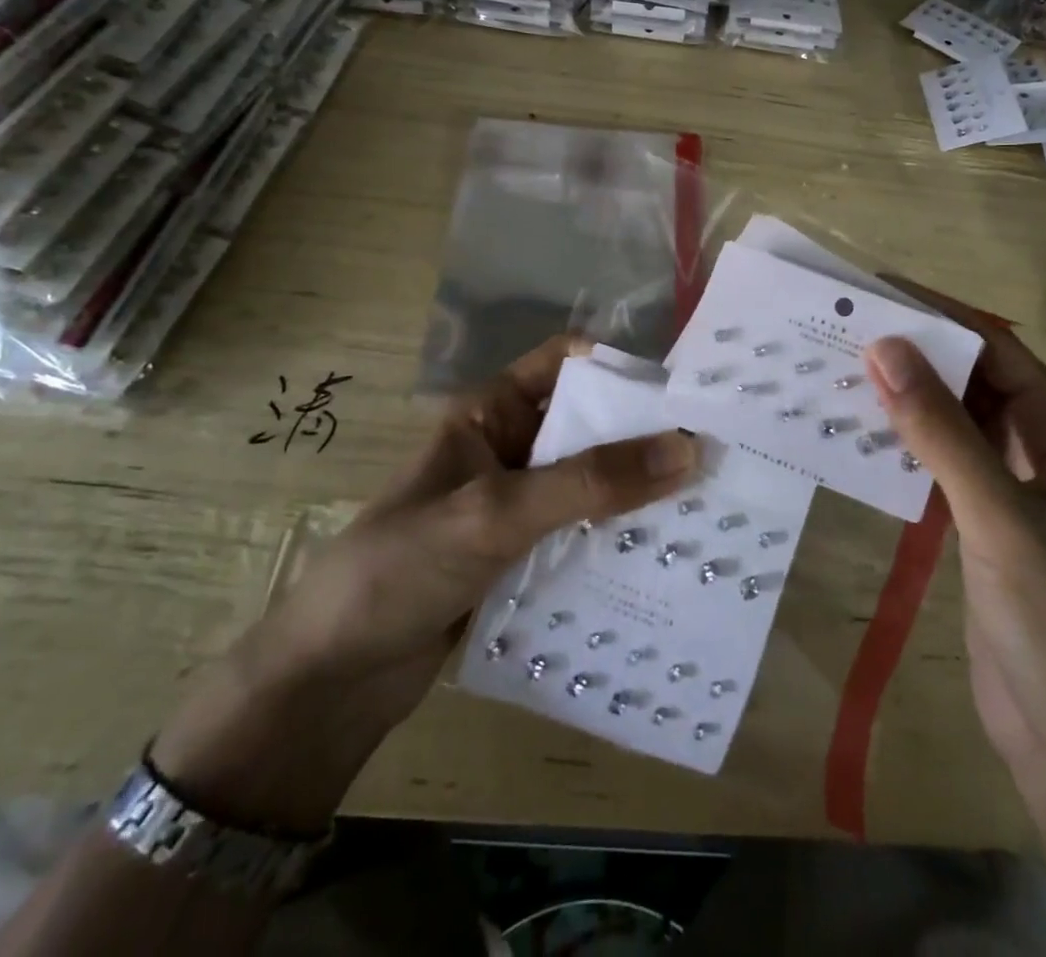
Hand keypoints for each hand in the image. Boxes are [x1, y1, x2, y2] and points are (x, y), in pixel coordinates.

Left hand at [151, 336, 699, 831]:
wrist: (328, 683)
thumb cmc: (400, 568)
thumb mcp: (497, 513)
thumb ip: (590, 482)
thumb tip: (688, 448)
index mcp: (489, 413)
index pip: (565, 363)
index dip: (620, 365)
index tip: (685, 386)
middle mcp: (508, 449)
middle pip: (588, 424)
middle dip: (643, 435)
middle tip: (716, 449)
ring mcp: (515, 506)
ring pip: (590, 482)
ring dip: (637, 492)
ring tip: (709, 502)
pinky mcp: (521, 557)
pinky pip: (581, 534)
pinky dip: (617, 539)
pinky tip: (665, 555)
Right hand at [863, 306, 1045, 805]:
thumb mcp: (1002, 522)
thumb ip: (943, 435)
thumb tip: (885, 348)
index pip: (996, 350)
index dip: (938, 316)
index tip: (873, 293)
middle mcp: (1043, 451)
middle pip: (973, 380)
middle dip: (915, 354)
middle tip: (840, 330)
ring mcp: (1011, 491)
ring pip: (953, 423)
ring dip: (905, 399)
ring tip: (837, 371)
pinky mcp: (981, 527)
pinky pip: (939, 465)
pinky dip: (903, 445)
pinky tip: (858, 436)